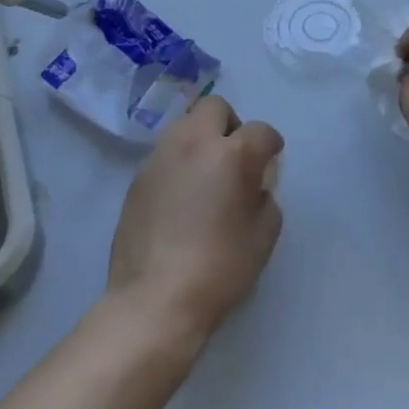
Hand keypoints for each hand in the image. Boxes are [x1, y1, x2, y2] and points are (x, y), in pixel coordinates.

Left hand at [107, 95, 284, 346]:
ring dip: (200, 140)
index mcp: (232, 154)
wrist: (154, 301)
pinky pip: (165, 154)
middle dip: (230, 124)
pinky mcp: (137, 178)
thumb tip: (254, 188)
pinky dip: (178, 163)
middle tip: (234, 157)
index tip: (271, 160)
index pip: (260, 130)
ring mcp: (160, 158)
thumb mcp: (263, 236)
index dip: (270, 144)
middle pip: (214, 107)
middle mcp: (194, 143)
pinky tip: (180, 197)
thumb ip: (265, 199)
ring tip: (205, 174)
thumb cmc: (219, 268)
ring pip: (185, 125)